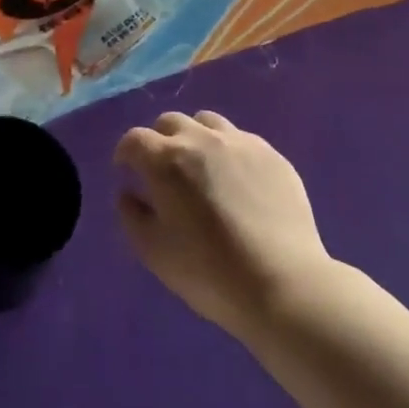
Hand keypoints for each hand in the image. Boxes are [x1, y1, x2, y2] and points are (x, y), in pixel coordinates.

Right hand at [114, 111, 332, 337]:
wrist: (283, 285)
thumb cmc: (208, 272)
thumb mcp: (152, 251)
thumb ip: (131, 215)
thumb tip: (129, 192)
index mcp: (166, 160)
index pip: (134, 139)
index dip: (126, 153)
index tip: (127, 170)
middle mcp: (201, 140)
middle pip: (170, 122)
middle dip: (159, 141)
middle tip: (163, 170)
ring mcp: (241, 143)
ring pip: (207, 122)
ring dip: (195, 138)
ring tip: (201, 168)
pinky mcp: (272, 155)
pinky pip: (241, 139)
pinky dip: (228, 151)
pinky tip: (237, 181)